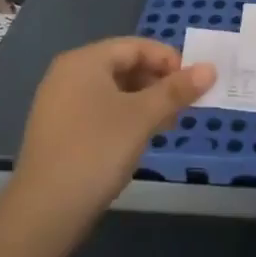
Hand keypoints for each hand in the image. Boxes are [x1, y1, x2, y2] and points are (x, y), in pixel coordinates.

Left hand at [8, 38, 214, 226]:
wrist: (45, 210)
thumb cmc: (97, 150)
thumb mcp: (143, 117)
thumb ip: (176, 90)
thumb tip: (210, 68)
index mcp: (85, 61)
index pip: (136, 46)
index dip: (169, 60)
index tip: (193, 84)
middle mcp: (68, 74)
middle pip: (124, 65)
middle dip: (158, 82)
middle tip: (183, 106)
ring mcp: (59, 103)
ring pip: (113, 90)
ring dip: (144, 101)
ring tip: (167, 125)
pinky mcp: (59, 130)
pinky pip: (99, 110)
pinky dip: (124, 116)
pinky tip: (139, 139)